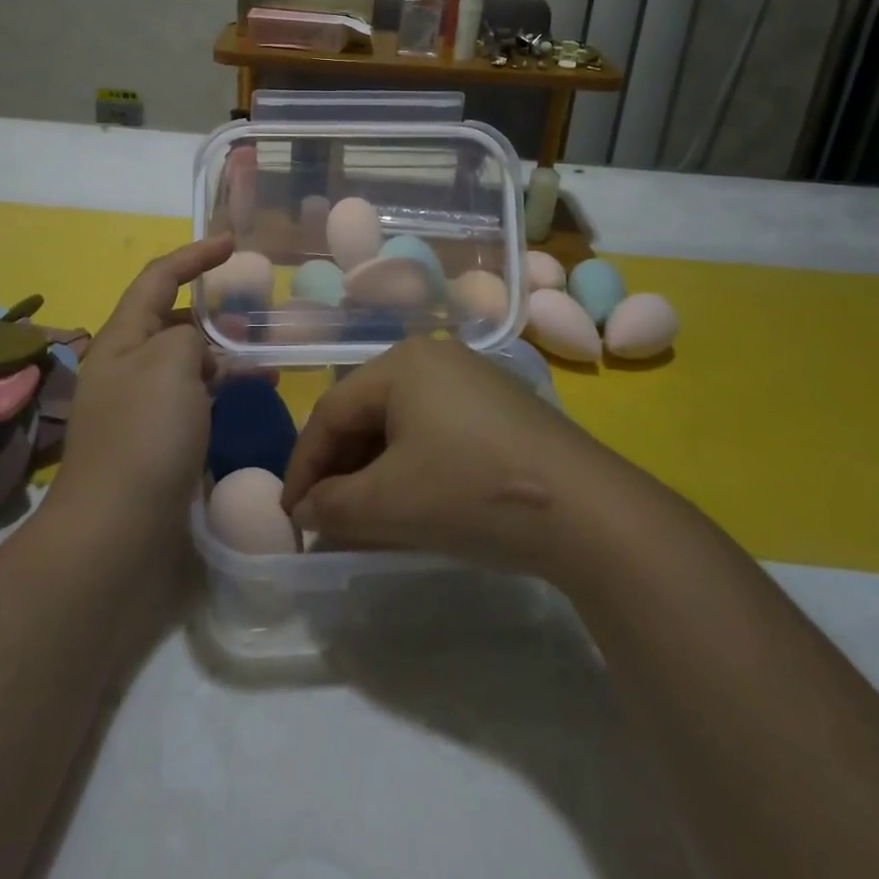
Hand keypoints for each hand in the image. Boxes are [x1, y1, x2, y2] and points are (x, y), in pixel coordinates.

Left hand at [47, 235, 234, 550]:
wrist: (117, 536)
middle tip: (257, 313)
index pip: (157, 279)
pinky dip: (223, 392)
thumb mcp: (168, 364)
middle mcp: (127, 369)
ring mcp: (142, 410)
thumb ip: (187, 337)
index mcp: (120, 340)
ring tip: (269, 359)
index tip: (231, 243)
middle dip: (212, 312)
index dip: (193, 256)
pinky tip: (253, 398)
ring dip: (225, 356)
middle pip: (172, 322)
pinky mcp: (159, 445)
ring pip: (189, 365)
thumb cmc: (143, 437)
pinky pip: (196, 401)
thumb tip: (196, 349)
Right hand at [279, 338, 602, 573]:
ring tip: (365, 519)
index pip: (330, 412)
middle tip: (326, 520)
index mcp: (400, 363)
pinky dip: (413, 467)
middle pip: (365, 414)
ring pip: (401, 425)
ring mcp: (472, 379)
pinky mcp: (500, 408)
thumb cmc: (470, 490)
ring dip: (375, 472)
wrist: (587, 510)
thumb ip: (332, 507)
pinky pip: (436, 431)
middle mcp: (433, 358)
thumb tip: (305, 512)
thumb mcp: (389, 504)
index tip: (290, 517)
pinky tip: (415, 504)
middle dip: (340, 470)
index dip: (303, 466)